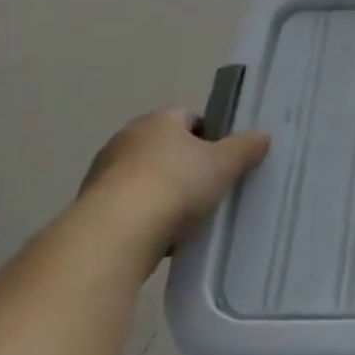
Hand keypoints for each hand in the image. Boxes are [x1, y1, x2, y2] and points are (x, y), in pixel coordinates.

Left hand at [82, 109, 269, 249]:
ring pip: (146, 178)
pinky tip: (163, 238)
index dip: (210, 135)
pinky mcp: (92, 208)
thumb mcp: (225, 164)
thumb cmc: (176, 184)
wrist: (116, 233)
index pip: (189, 117)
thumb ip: (246, 148)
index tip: (224, 160)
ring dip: (163, 194)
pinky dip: (145, 218)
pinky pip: (129, 207)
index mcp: (159, 119)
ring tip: (188, 219)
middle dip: (186, 165)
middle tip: (211, 187)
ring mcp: (104, 173)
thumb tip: (262, 137)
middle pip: (166, 147)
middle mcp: (127, 138)